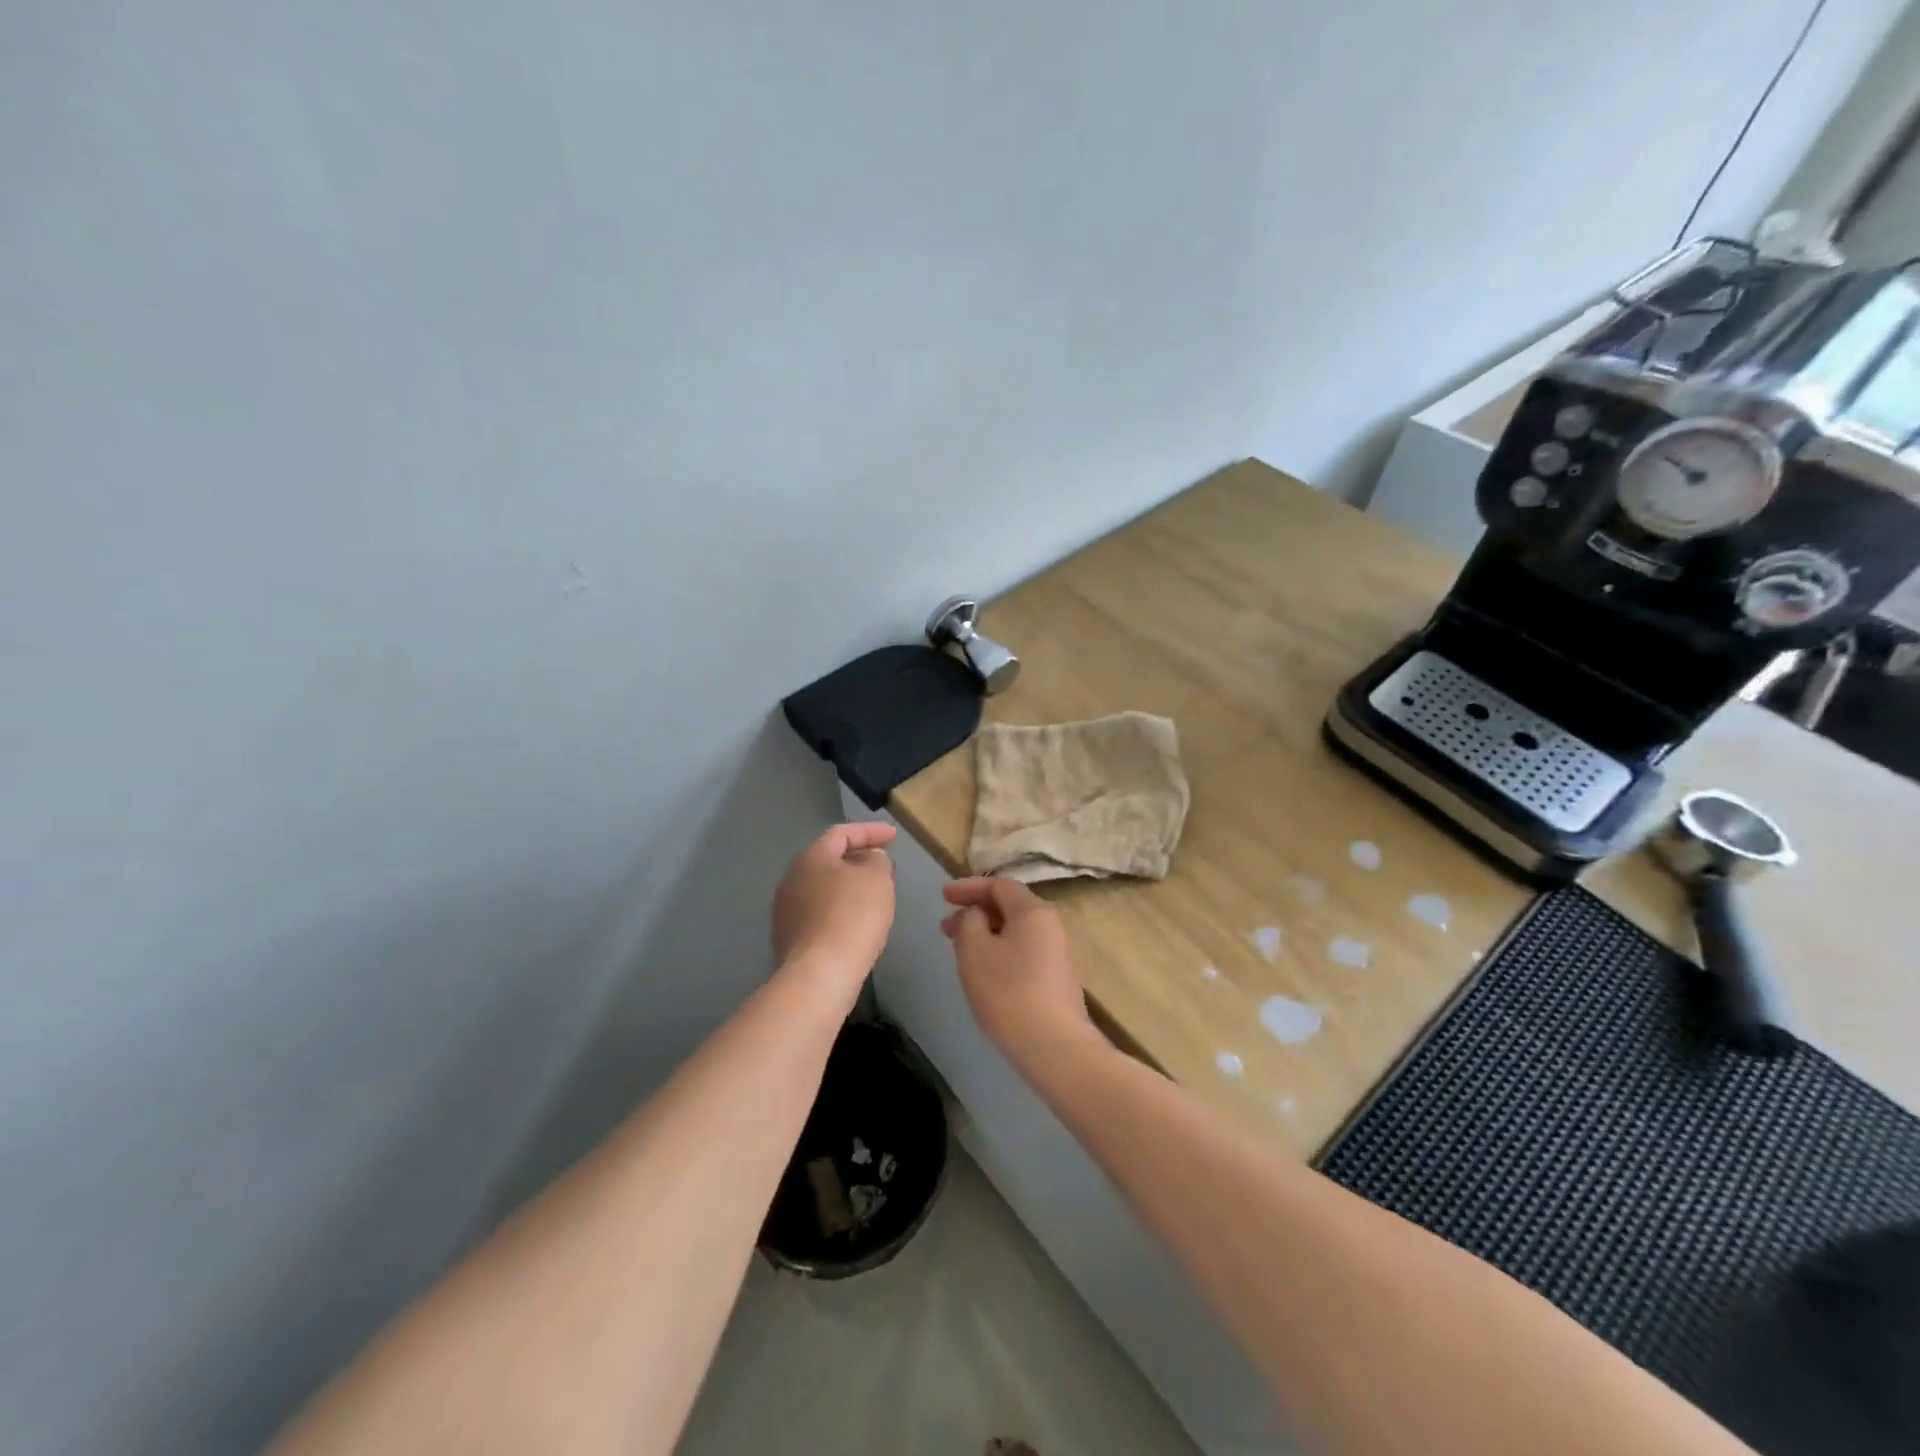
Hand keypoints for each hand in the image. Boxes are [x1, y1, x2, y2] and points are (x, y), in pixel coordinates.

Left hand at [772, 823, 897, 985]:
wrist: (820, 974)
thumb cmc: (853, 916)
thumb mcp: (877, 879)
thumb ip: (877, 860)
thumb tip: (869, 859)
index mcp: (811, 858)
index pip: (842, 833)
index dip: (870, 831)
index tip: (894, 836)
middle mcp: (792, 879)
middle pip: (829, 860)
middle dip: (858, 859)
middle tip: (883, 865)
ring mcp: (786, 910)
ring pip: (823, 888)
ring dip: (848, 887)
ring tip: (872, 895)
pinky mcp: (789, 938)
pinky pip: (819, 914)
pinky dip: (839, 911)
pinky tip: (855, 924)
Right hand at [941, 877, 1099, 1072]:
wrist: (1054, 1046)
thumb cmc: (1008, 991)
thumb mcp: (974, 950)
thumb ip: (969, 921)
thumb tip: (977, 915)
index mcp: (1033, 910)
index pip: (999, 885)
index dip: (968, 887)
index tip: (943, 896)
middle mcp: (1050, 924)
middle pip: (1009, 907)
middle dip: (975, 912)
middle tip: (945, 927)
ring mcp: (1057, 952)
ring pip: (1015, 931)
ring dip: (986, 933)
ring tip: (960, 950)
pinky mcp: (1057, 978)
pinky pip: (1023, 951)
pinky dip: (1000, 950)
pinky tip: (985, 972)